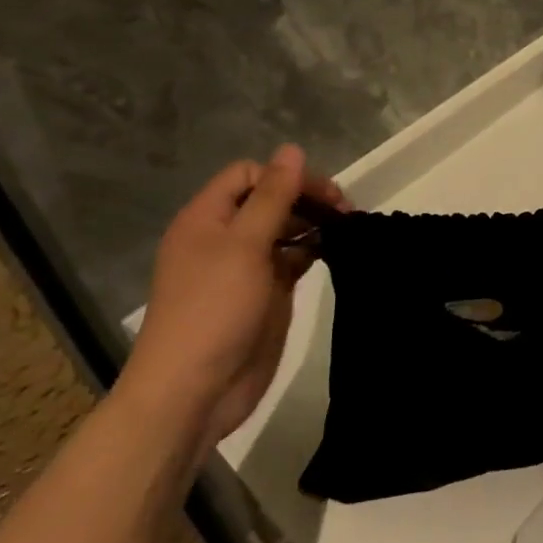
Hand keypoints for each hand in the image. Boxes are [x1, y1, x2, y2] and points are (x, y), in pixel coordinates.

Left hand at [120, 145, 351, 449]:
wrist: (193, 393)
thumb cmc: (214, 310)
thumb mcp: (244, 245)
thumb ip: (272, 196)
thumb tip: (291, 149)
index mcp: (207, 218)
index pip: (249, 175)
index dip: (285, 177)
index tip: (322, 195)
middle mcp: (224, 238)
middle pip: (269, 200)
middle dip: (306, 198)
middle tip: (345, 211)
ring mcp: (245, 268)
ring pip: (284, 229)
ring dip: (313, 224)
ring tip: (348, 229)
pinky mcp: (265, 295)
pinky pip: (291, 260)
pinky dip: (312, 251)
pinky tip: (336, 252)